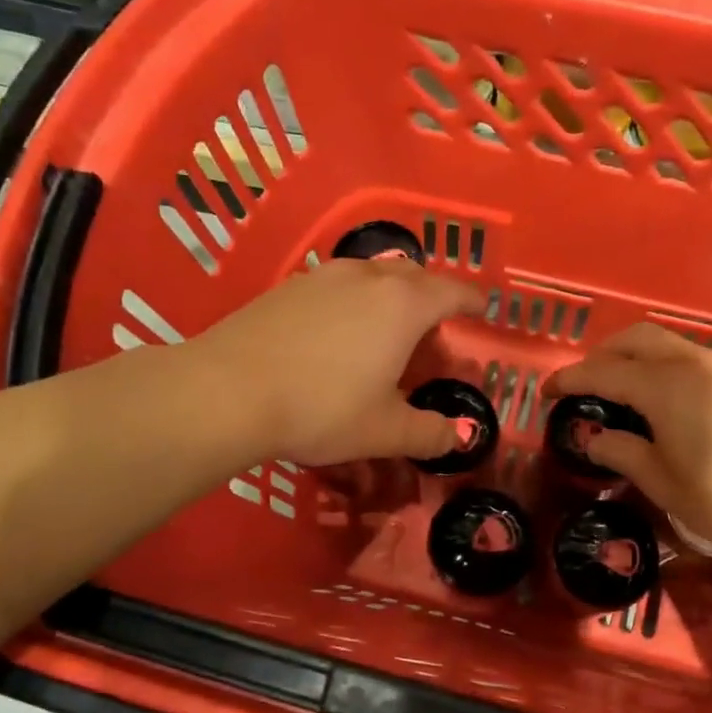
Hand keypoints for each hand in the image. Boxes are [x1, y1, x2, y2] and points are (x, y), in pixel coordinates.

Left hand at [189, 258, 481, 466]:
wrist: (228, 390)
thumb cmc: (322, 408)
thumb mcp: (384, 431)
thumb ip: (429, 432)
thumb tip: (460, 436)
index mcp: (403, 305)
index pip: (451, 292)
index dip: (472, 300)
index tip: (483, 307)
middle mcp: (367, 278)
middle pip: (413, 277)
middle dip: (431, 298)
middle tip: (433, 331)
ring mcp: (323, 276)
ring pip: (372, 276)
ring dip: (389, 297)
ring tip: (385, 330)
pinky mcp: (287, 287)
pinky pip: (337, 286)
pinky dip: (353, 302)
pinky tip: (337, 334)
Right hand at [543, 324, 711, 559]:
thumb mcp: (662, 482)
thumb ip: (621, 451)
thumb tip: (593, 438)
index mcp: (667, 387)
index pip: (604, 372)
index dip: (570, 379)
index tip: (547, 391)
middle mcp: (694, 363)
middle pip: (636, 339)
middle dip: (603, 354)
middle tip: (585, 383)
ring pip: (667, 343)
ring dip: (636, 356)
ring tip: (621, 389)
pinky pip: (692, 357)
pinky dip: (665, 365)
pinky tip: (666, 398)